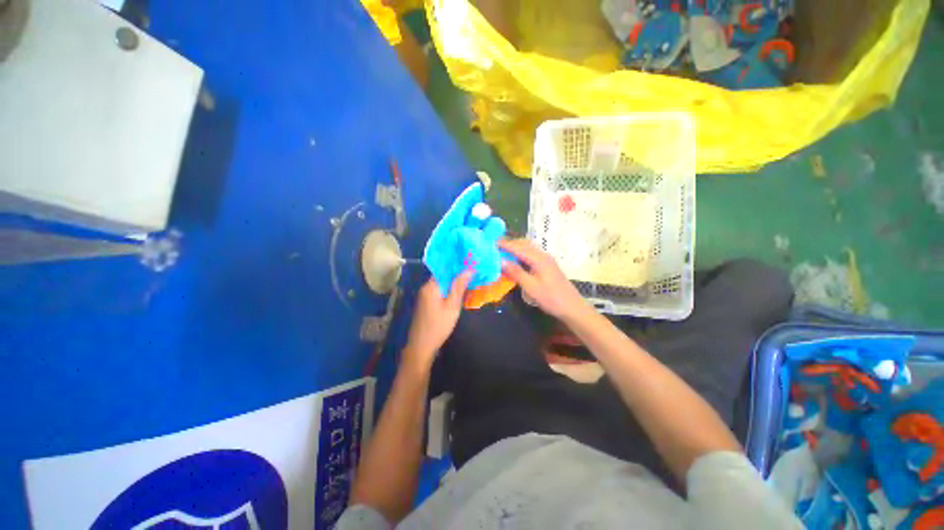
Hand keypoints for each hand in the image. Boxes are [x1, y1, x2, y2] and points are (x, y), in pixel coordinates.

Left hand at [403, 271, 471, 369]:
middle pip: (443, 276)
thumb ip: (459, 286)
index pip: (444, 268)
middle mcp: (426, 288)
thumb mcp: (452, 305)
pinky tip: (459, 294)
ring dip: (454, 283)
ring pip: (442, 284)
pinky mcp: (427, 304)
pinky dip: (449, 291)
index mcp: (431, 286)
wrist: (421, 346)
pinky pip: (439, 292)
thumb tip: (469, 269)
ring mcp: (425, 296)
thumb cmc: (438, 325)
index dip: (458, 265)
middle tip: (473, 272)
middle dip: (457, 274)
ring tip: (469, 281)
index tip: (470, 263)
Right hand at [499, 239, 588, 321]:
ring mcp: (547, 260)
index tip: (492, 242)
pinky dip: (522, 253)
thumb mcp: (531, 287)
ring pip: (529, 248)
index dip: (505, 244)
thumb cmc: (551, 298)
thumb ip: (516, 272)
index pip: (518, 247)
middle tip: (496, 246)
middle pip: (524, 244)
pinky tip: (516, 260)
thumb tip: (501, 261)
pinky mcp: (548, 266)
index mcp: (539, 259)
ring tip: (503, 251)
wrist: (572, 307)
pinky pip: (532, 254)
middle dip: (510, 243)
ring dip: (516, 247)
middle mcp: (543, 255)